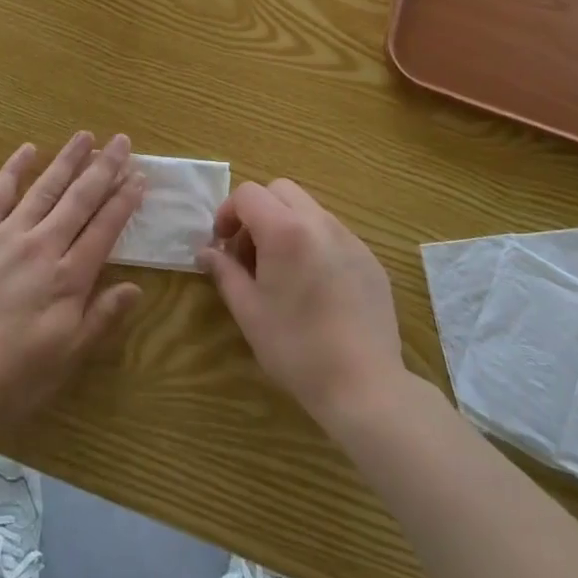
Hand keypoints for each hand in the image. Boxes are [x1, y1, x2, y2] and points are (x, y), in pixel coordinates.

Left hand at [0, 132, 145, 429]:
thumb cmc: (8, 378)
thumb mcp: (65, 358)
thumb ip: (100, 318)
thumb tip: (135, 287)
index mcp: (69, 278)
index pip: (105, 228)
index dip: (124, 200)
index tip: (139, 176)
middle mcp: (42, 247)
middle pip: (80, 199)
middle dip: (104, 168)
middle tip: (121, 140)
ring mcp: (5, 235)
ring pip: (44, 188)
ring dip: (67, 160)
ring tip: (85, 136)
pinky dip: (14, 169)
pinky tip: (28, 149)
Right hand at [198, 179, 406, 430]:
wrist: (365, 386)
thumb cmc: (296, 348)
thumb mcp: (249, 311)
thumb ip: (225, 272)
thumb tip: (206, 253)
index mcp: (286, 230)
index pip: (248, 194)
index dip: (228, 212)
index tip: (222, 245)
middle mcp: (320, 222)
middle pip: (280, 191)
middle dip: (258, 212)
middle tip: (249, 253)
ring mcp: (351, 239)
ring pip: (309, 210)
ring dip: (286, 225)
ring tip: (281, 272)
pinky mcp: (371, 260)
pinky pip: (334, 234)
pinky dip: (314, 244)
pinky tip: (314, 288)